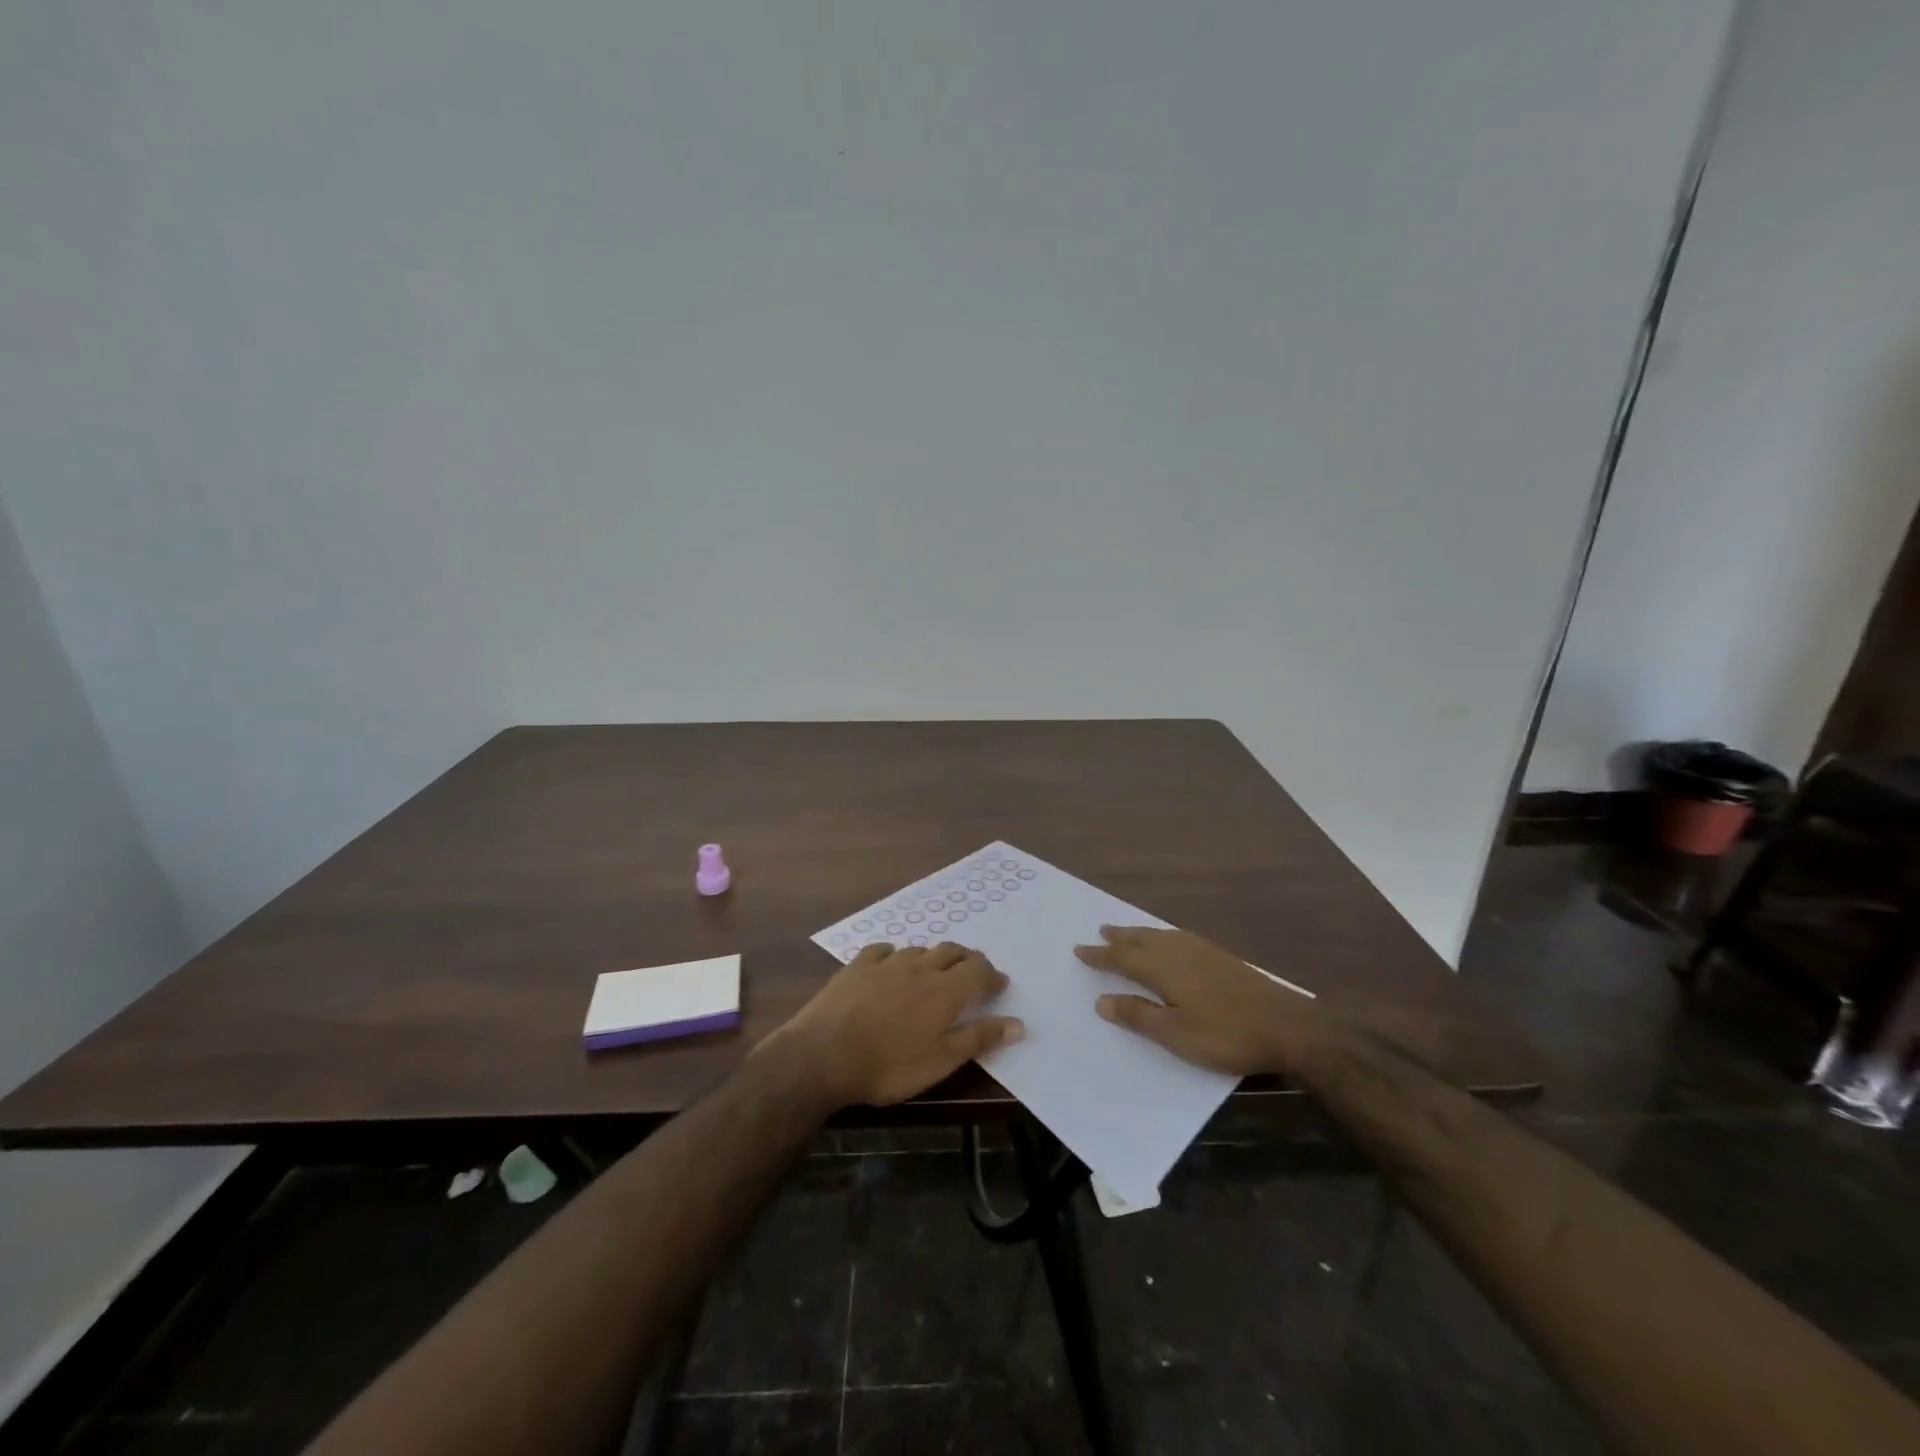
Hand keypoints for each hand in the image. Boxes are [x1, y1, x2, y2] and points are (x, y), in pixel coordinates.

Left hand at [767, 942, 1024, 1107]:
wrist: (823, 1055)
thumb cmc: (889, 1065)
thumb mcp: (940, 1061)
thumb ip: (979, 1038)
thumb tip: (1019, 1023)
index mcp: (945, 991)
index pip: (978, 971)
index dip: (992, 976)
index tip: (1000, 985)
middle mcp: (920, 968)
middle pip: (952, 952)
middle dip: (967, 960)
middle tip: (974, 973)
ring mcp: (886, 963)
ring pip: (920, 949)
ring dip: (934, 956)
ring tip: (937, 969)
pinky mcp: (857, 966)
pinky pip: (883, 950)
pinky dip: (895, 954)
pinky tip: (892, 961)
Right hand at [1075, 925, 1324, 1076]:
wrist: (1286, 1025)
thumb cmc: (1225, 1034)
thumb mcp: (1175, 1034)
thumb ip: (1138, 1015)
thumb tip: (1101, 1000)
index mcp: (1163, 969)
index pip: (1122, 959)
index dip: (1100, 955)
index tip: (1079, 949)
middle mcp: (1178, 952)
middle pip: (1141, 940)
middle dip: (1119, 937)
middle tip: (1100, 930)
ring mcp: (1202, 951)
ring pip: (1160, 936)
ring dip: (1139, 933)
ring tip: (1127, 932)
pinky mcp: (1221, 956)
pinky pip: (1178, 937)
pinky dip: (1162, 935)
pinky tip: (1170, 941)